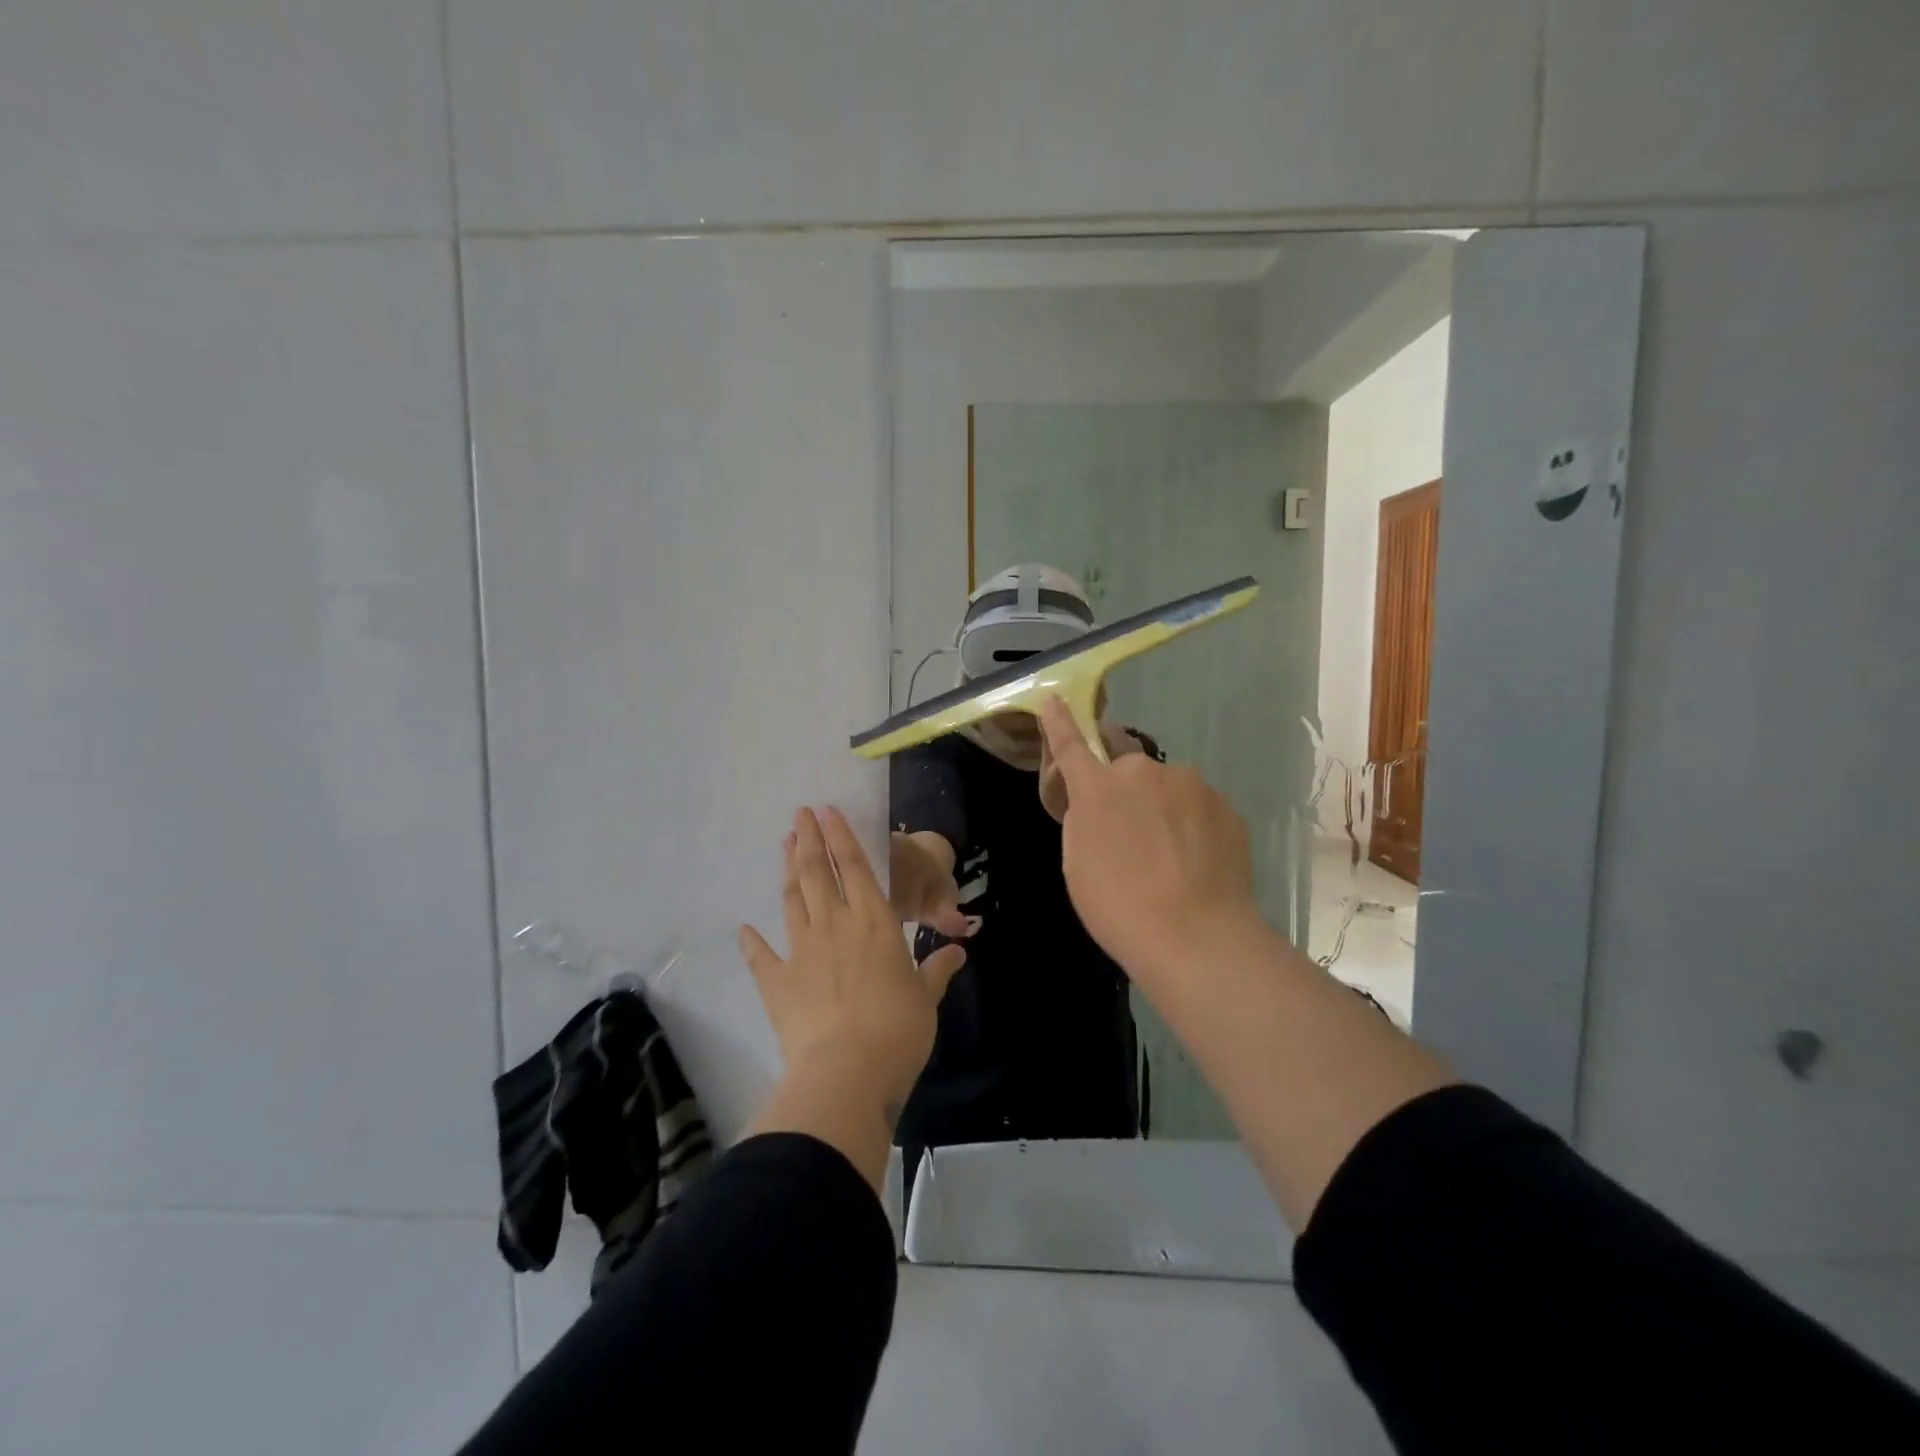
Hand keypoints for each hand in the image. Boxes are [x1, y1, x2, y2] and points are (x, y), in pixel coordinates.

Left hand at [740, 808, 967, 1115]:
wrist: (847, 1071)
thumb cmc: (898, 1029)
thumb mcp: (926, 997)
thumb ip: (937, 969)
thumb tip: (959, 950)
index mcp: (874, 921)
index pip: (855, 866)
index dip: (840, 835)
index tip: (826, 810)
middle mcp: (835, 924)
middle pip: (818, 872)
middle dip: (808, 840)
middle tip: (798, 814)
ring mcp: (801, 950)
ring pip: (792, 900)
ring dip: (788, 872)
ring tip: (784, 846)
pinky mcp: (777, 982)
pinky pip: (761, 955)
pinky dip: (752, 941)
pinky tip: (744, 928)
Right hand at [1036, 696, 1257, 974]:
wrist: (1196, 937)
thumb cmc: (1119, 906)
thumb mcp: (1078, 863)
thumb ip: (1084, 819)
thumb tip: (1100, 802)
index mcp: (1098, 788)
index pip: (1071, 745)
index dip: (1059, 722)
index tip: (1054, 699)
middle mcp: (1143, 772)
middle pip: (1128, 770)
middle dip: (1126, 791)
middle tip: (1131, 838)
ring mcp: (1190, 785)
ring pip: (1168, 788)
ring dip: (1163, 808)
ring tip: (1170, 858)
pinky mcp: (1225, 805)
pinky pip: (1198, 807)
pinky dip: (1192, 826)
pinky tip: (1196, 863)